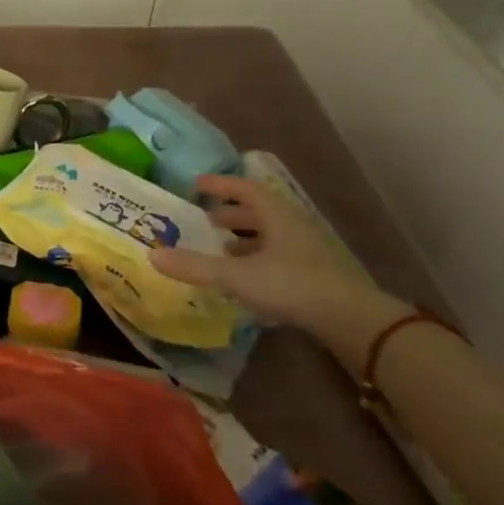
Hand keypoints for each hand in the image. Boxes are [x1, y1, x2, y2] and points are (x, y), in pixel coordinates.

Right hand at [149, 174, 407, 372]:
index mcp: (276, 215)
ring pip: (269, 236)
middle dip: (229, 215)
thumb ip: (195, 266)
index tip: (196, 184)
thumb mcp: (236, 275)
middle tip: (203, 220)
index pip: (244, 189)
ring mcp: (307, 251)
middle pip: (258, 212)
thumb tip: (153, 256)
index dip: (219, 184)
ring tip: (219, 249)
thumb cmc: (291, 284)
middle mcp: (292, 226)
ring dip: (243, 239)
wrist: (350, 319)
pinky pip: (277, 257)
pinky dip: (256, 259)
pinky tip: (244, 277)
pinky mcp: (314, 275)